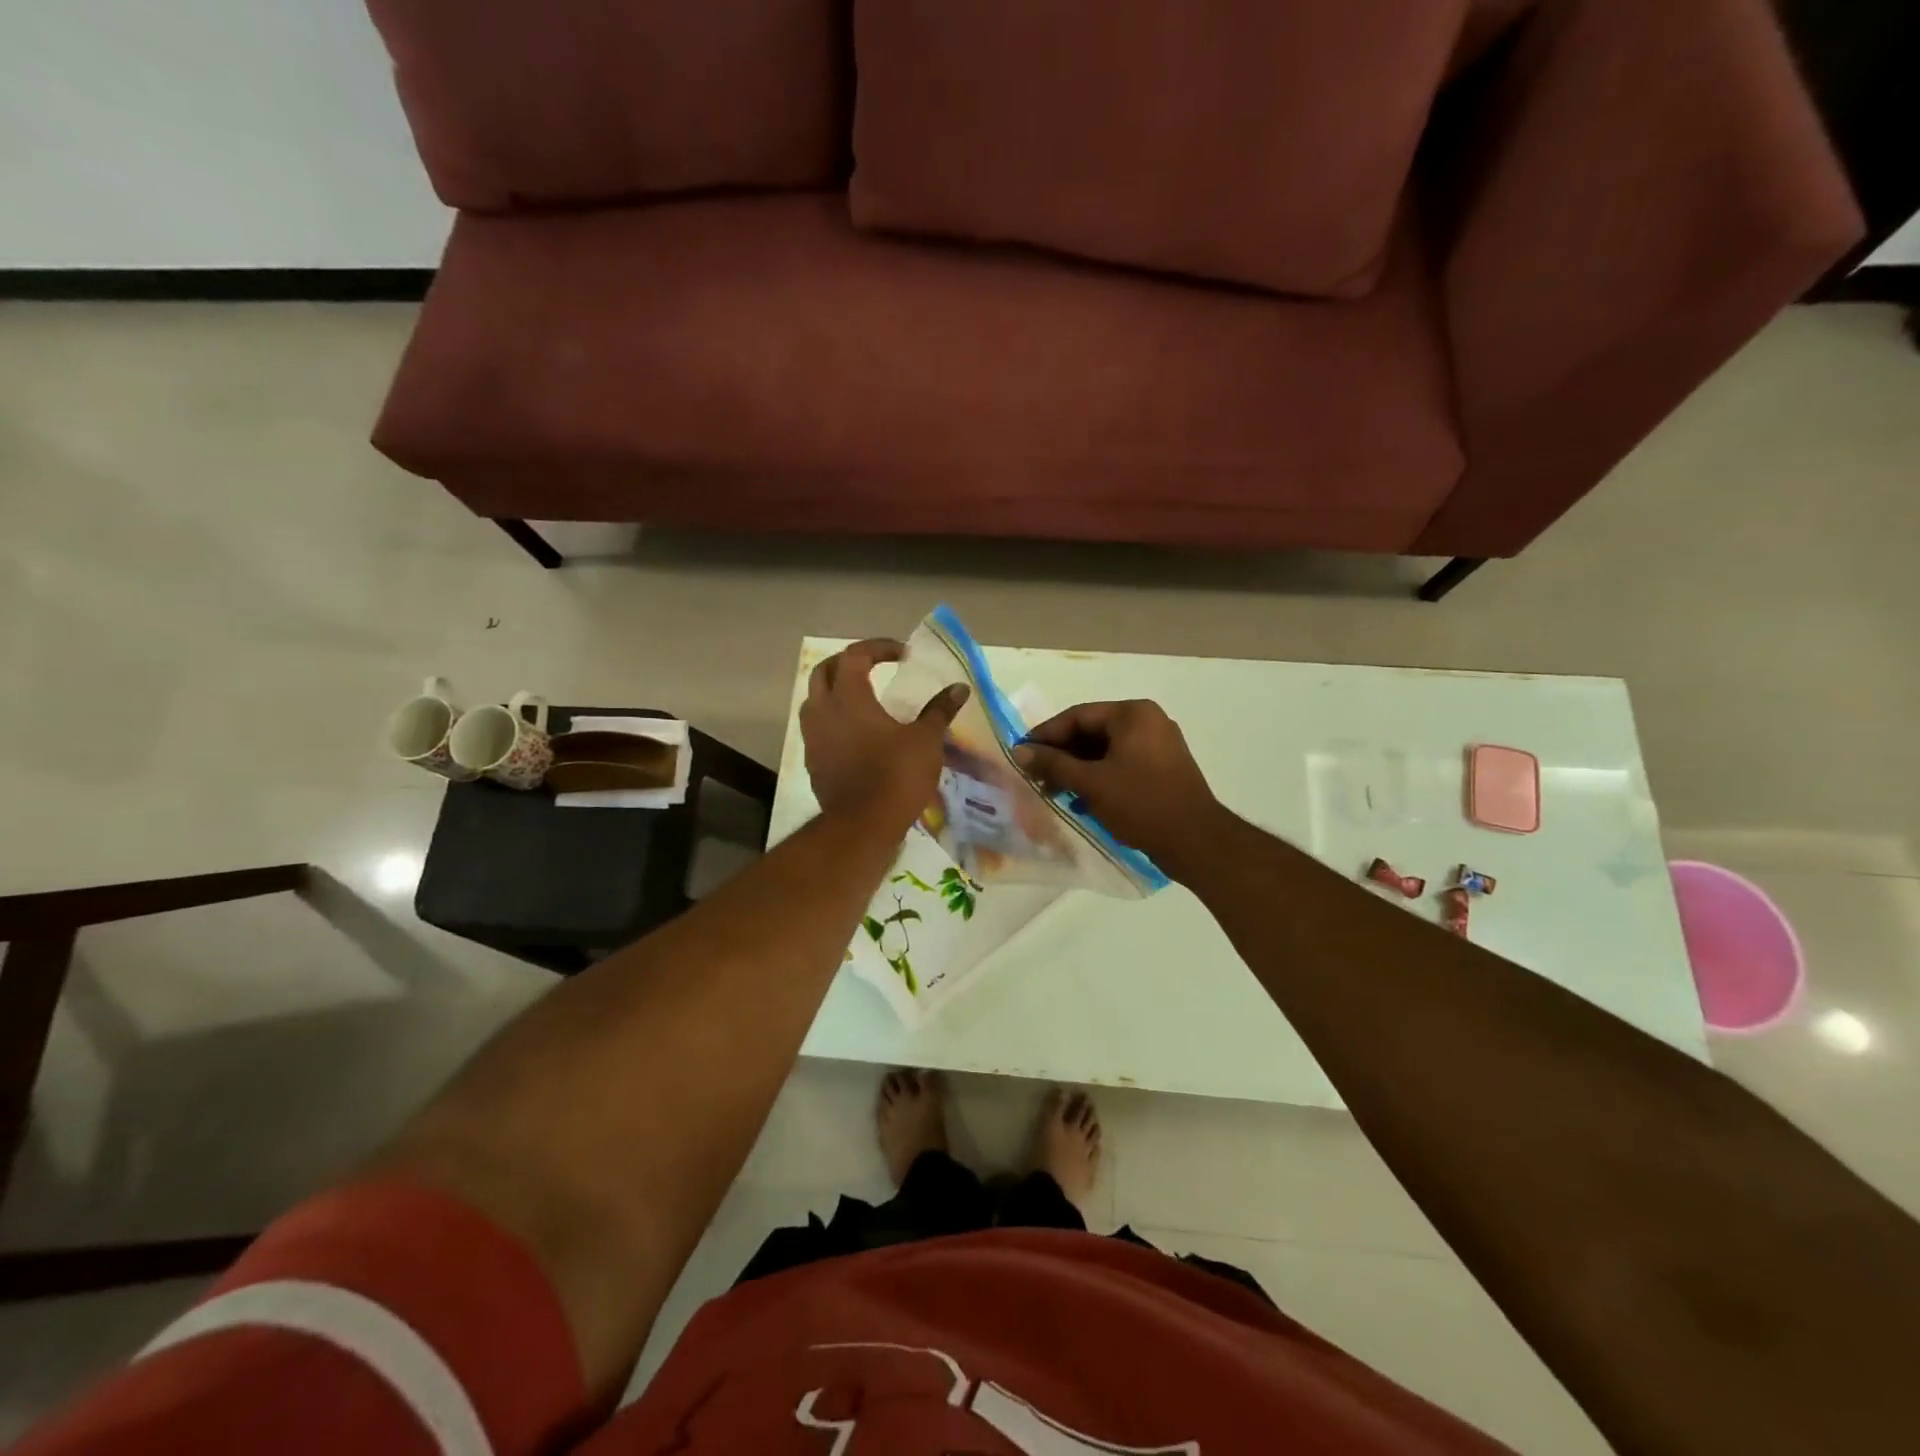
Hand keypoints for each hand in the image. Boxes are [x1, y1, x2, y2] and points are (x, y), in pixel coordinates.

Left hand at [801, 639, 967, 827]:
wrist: (862, 826)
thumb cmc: (895, 776)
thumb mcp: (926, 740)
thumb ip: (939, 710)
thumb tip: (958, 688)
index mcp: (849, 698)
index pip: (855, 656)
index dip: (878, 647)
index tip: (903, 655)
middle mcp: (823, 712)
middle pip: (824, 671)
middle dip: (848, 662)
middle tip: (874, 666)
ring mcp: (813, 738)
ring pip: (814, 700)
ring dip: (835, 691)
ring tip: (861, 697)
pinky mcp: (813, 761)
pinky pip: (817, 728)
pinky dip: (833, 719)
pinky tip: (854, 733)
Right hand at [1013, 700, 1221, 864]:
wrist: (1195, 841)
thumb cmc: (1141, 804)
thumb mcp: (1091, 782)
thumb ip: (1054, 764)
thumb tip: (1020, 751)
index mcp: (1133, 714)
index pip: (1077, 716)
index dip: (1046, 735)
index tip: (1021, 754)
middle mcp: (1147, 721)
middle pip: (1091, 732)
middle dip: (1061, 755)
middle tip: (1035, 776)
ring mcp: (1158, 745)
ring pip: (1105, 751)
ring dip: (1077, 769)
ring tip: (1052, 791)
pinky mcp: (1162, 769)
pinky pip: (1121, 765)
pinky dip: (1098, 778)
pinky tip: (1080, 801)